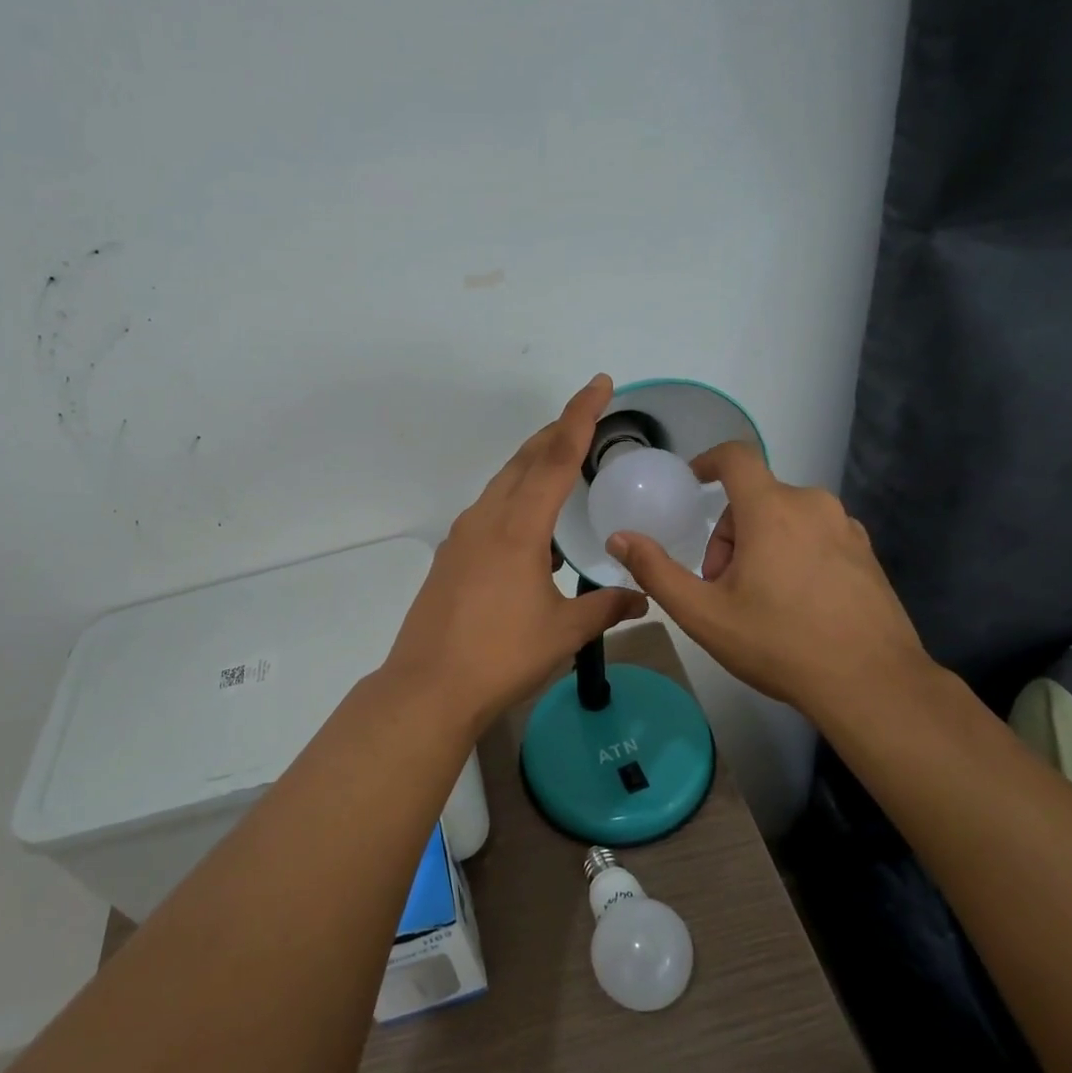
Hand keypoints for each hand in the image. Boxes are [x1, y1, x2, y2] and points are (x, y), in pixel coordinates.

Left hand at [382, 375, 648, 732]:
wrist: (428, 687)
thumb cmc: (501, 656)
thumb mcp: (563, 633)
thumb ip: (606, 607)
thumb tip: (643, 597)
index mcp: (518, 528)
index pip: (556, 458)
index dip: (581, 417)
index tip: (599, 384)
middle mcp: (486, 520)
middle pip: (525, 459)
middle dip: (557, 431)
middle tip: (587, 415)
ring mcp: (462, 536)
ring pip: (503, 482)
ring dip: (533, 463)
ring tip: (562, 461)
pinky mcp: (450, 556)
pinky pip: (489, 509)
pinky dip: (515, 496)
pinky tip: (530, 523)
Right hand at [605, 442, 932, 722]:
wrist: (872, 684)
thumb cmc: (779, 643)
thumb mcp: (703, 613)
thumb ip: (655, 571)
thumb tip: (619, 538)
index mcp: (772, 509)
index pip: (736, 457)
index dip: (708, 462)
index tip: (693, 484)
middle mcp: (812, 505)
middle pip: (754, 498)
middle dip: (728, 535)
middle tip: (719, 585)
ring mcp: (846, 529)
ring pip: (785, 518)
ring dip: (760, 545)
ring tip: (757, 600)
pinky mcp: (867, 554)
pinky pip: (816, 536)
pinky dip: (794, 554)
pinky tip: (795, 605)